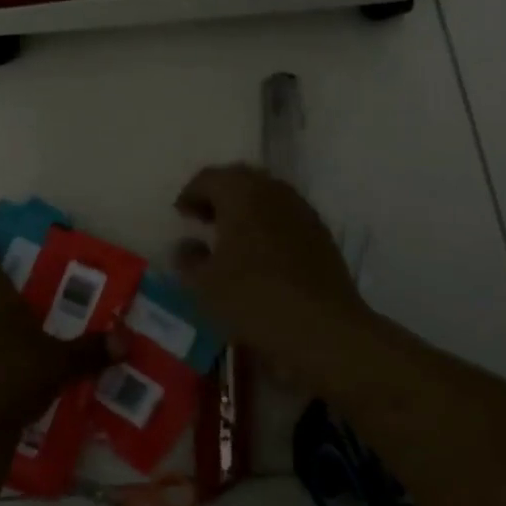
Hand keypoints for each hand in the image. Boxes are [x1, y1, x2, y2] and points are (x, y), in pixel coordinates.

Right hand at [173, 164, 371, 384]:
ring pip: (265, 196)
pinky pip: (284, 215)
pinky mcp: (320, 233)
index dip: (190, 194)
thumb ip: (188, 260)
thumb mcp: (204, 285)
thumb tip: (186, 246)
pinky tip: (260, 253)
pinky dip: (266, 224)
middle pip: (239, 180)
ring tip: (230, 238)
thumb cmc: (254, 299)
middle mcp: (273, 191)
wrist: (324, 328)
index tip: (180, 216)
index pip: (209, 178)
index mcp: (241, 193)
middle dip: (218, 196)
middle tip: (203, 220)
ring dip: (244, 209)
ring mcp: (301, 210)